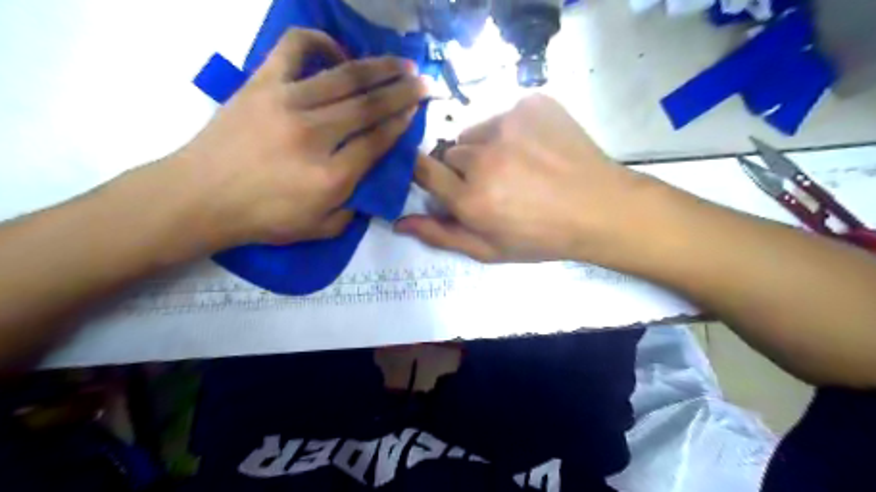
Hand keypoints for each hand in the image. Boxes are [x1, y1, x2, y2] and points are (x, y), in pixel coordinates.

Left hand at [168, 30, 424, 247]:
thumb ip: (353, 210)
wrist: (200, 197)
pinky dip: (319, 41)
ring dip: (380, 68)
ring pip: (345, 77)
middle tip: (425, 83)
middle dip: (403, 92)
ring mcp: (288, 103)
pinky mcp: (262, 84)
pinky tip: (337, 50)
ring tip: (402, 64)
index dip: (402, 124)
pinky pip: (294, 49)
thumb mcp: (319, 229)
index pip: (378, 141)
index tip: (417, 111)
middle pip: (370, 106)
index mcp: (332, 176)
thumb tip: (369, 182)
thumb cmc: (262, 218)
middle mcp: (316, 135)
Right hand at [394, 95, 653, 262]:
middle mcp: (483, 157)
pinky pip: (503, 114)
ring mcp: (508, 124)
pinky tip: (536, 148)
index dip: (427, 173)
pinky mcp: (530, 103)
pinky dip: (512, 130)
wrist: (599, 208)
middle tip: (496, 184)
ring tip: (518, 166)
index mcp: (470, 198)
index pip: (422, 170)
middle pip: (451, 153)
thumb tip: (398, 222)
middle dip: (465, 169)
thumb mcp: (489, 249)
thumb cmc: (541, 237)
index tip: (441, 180)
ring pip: (476, 132)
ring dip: (487, 147)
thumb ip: (441, 235)